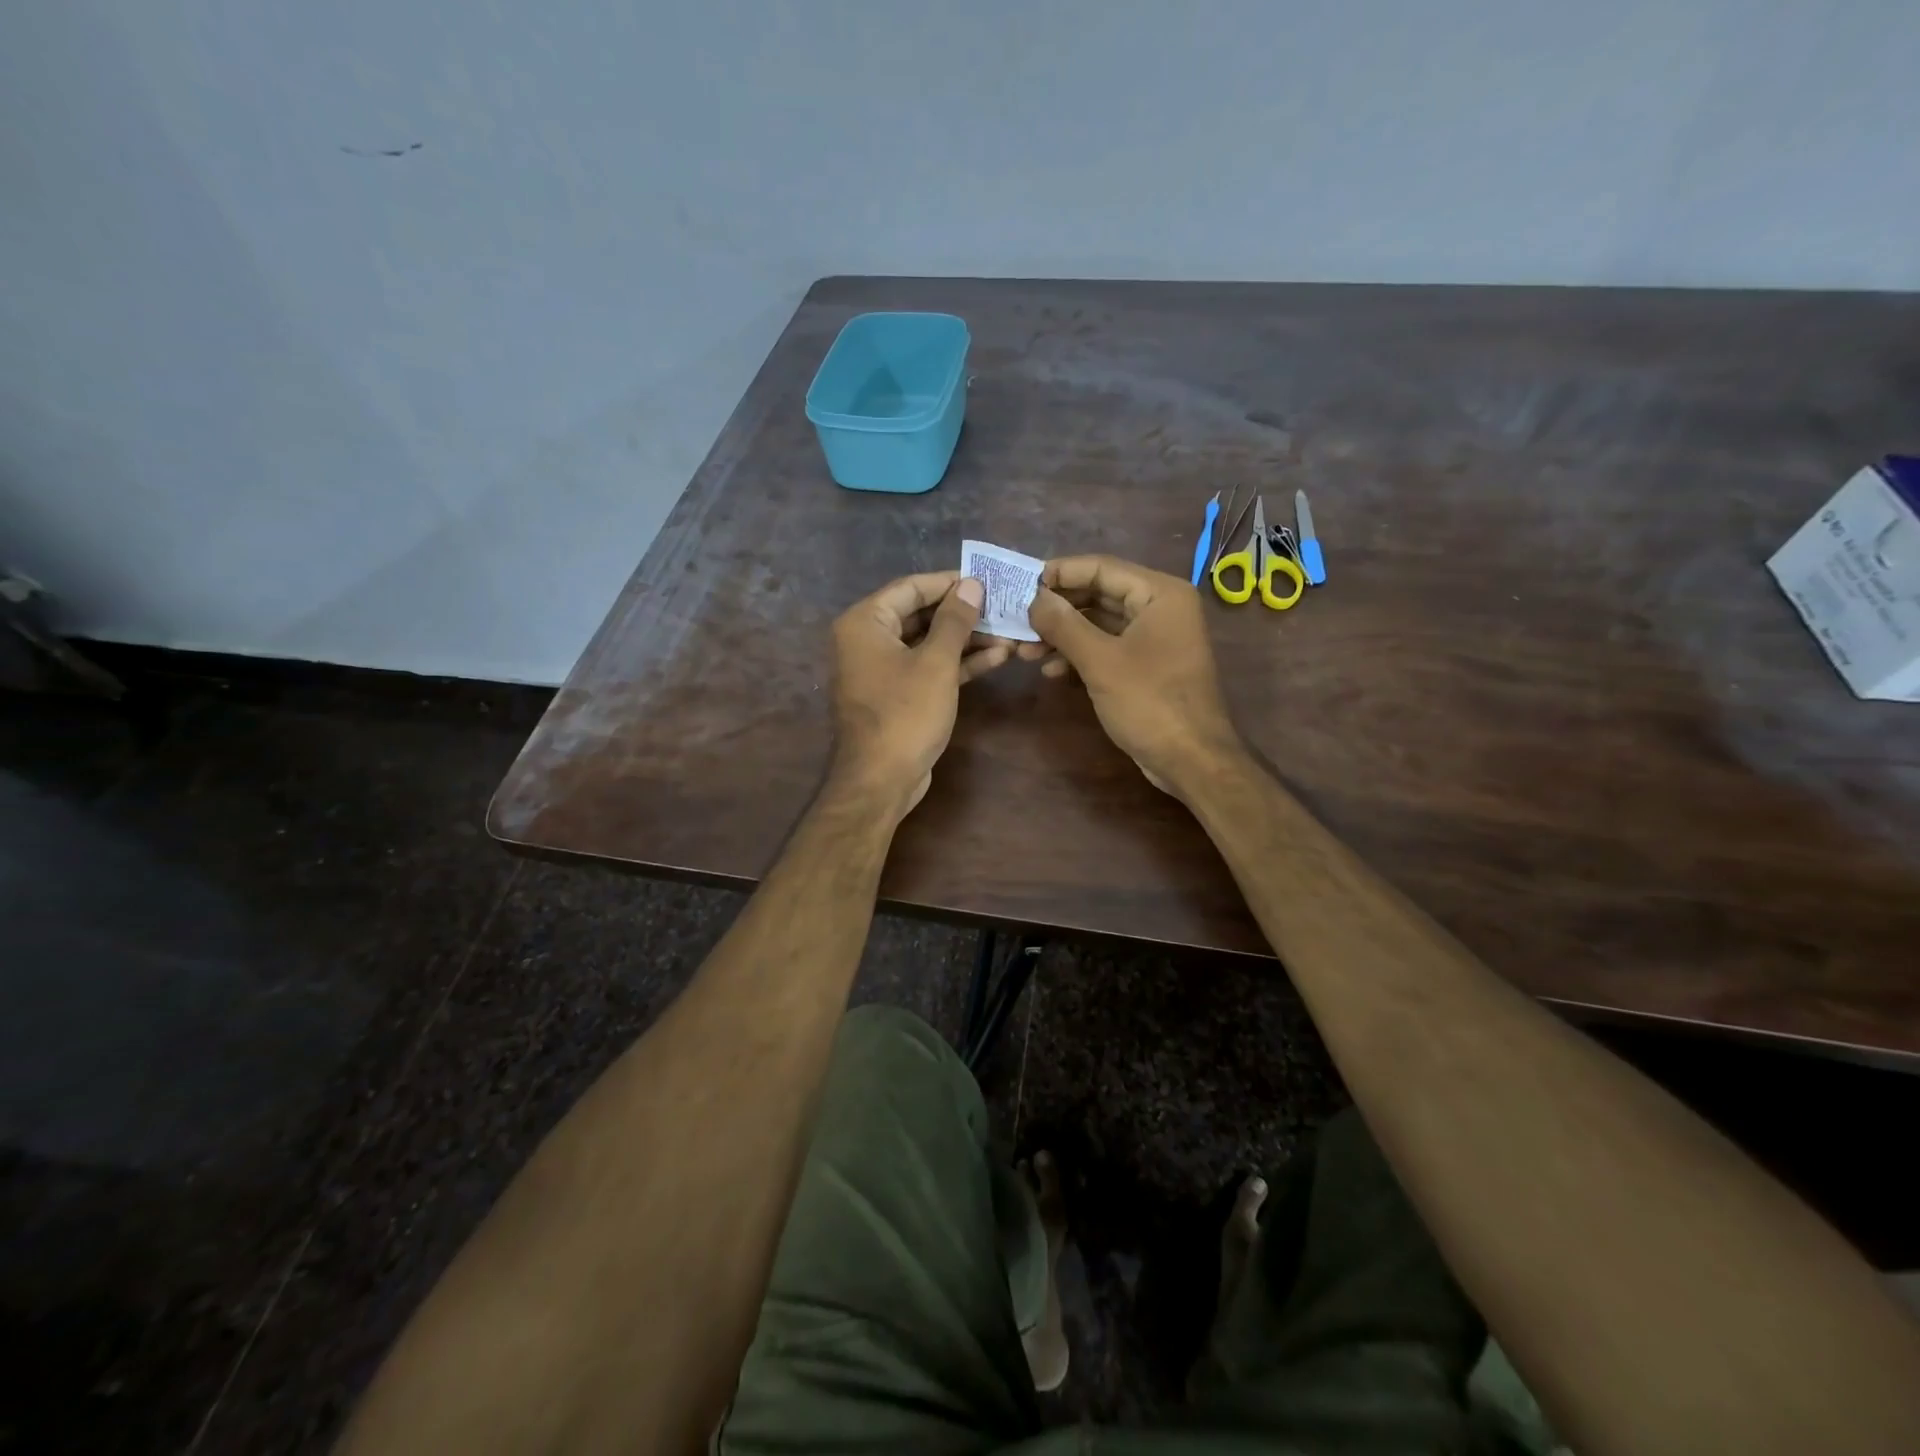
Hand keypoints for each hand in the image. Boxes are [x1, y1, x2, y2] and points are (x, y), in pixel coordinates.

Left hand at [830, 572, 1011, 813]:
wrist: (881, 780)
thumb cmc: (905, 714)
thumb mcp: (936, 662)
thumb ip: (955, 620)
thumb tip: (972, 585)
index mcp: (865, 623)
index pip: (911, 587)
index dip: (951, 582)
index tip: (987, 580)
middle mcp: (867, 640)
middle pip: (920, 614)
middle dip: (964, 614)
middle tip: (1003, 607)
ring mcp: (882, 669)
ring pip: (928, 643)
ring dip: (967, 640)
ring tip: (1009, 633)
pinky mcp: (897, 694)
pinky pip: (928, 667)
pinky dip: (957, 663)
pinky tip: (996, 657)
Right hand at [1023, 555, 1241, 794]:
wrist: (1191, 760)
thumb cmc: (1150, 703)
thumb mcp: (1100, 661)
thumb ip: (1064, 624)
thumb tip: (1032, 598)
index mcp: (1159, 593)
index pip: (1100, 567)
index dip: (1058, 574)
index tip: (1019, 585)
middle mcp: (1160, 607)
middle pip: (1098, 593)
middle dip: (1057, 609)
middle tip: (1018, 620)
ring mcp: (1154, 637)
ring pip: (1099, 623)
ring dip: (1063, 635)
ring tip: (1025, 651)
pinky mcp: (1147, 664)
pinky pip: (1107, 646)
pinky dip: (1079, 655)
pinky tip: (1050, 670)